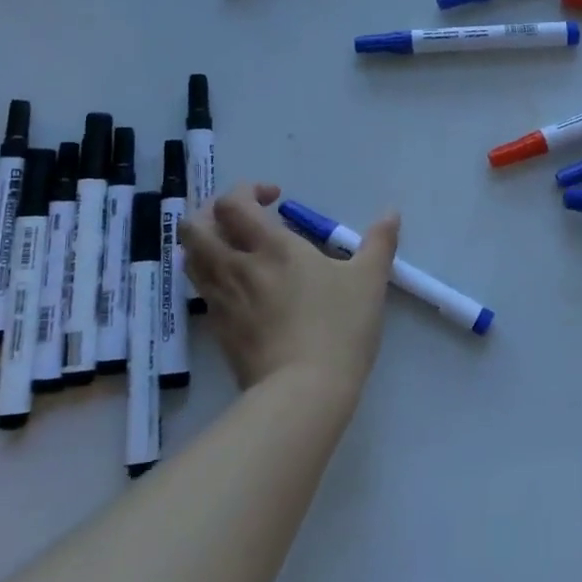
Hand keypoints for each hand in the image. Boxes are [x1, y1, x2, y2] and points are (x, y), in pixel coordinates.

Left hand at [183, 183, 399, 397]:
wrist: (303, 391)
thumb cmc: (338, 327)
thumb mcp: (369, 280)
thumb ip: (379, 242)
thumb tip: (391, 213)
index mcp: (271, 246)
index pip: (233, 203)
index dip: (247, 191)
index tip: (275, 199)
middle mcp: (236, 266)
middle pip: (195, 227)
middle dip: (211, 212)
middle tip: (241, 219)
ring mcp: (221, 300)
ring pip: (191, 259)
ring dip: (207, 244)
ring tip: (236, 249)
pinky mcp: (218, 330)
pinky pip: (203, 292)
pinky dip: (213, 278)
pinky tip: (242, 288)